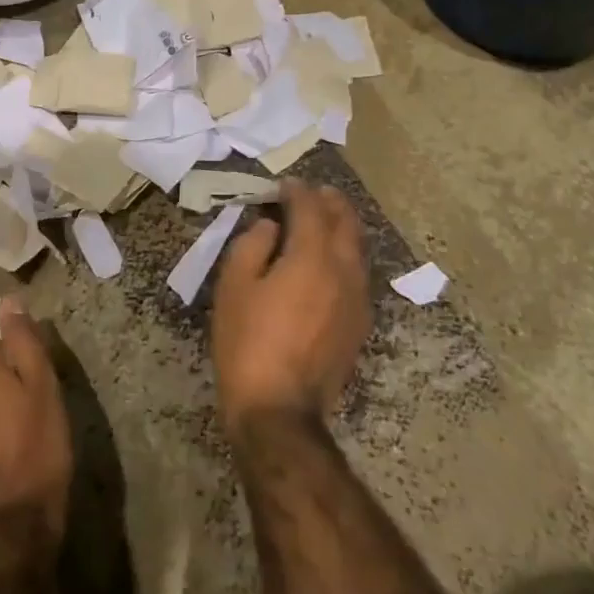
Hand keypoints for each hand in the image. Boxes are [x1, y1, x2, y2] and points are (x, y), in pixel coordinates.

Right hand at [212, 181, 369, 430]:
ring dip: (343, 226)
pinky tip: (331, 261)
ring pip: (358, 249)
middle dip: (330, 202)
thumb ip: (253, 245)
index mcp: (311, 257)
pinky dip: (346, 254)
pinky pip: (358, 274)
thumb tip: (271, 227)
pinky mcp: (359, 324)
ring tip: (326, 218)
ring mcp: (357, 300)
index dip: (297, 191)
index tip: (283, 184)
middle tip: (314, 191)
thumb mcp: (234, 286)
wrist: (279, 409)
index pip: (310, 208)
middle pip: (346, 223)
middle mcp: (343, 271)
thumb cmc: (248, 341)